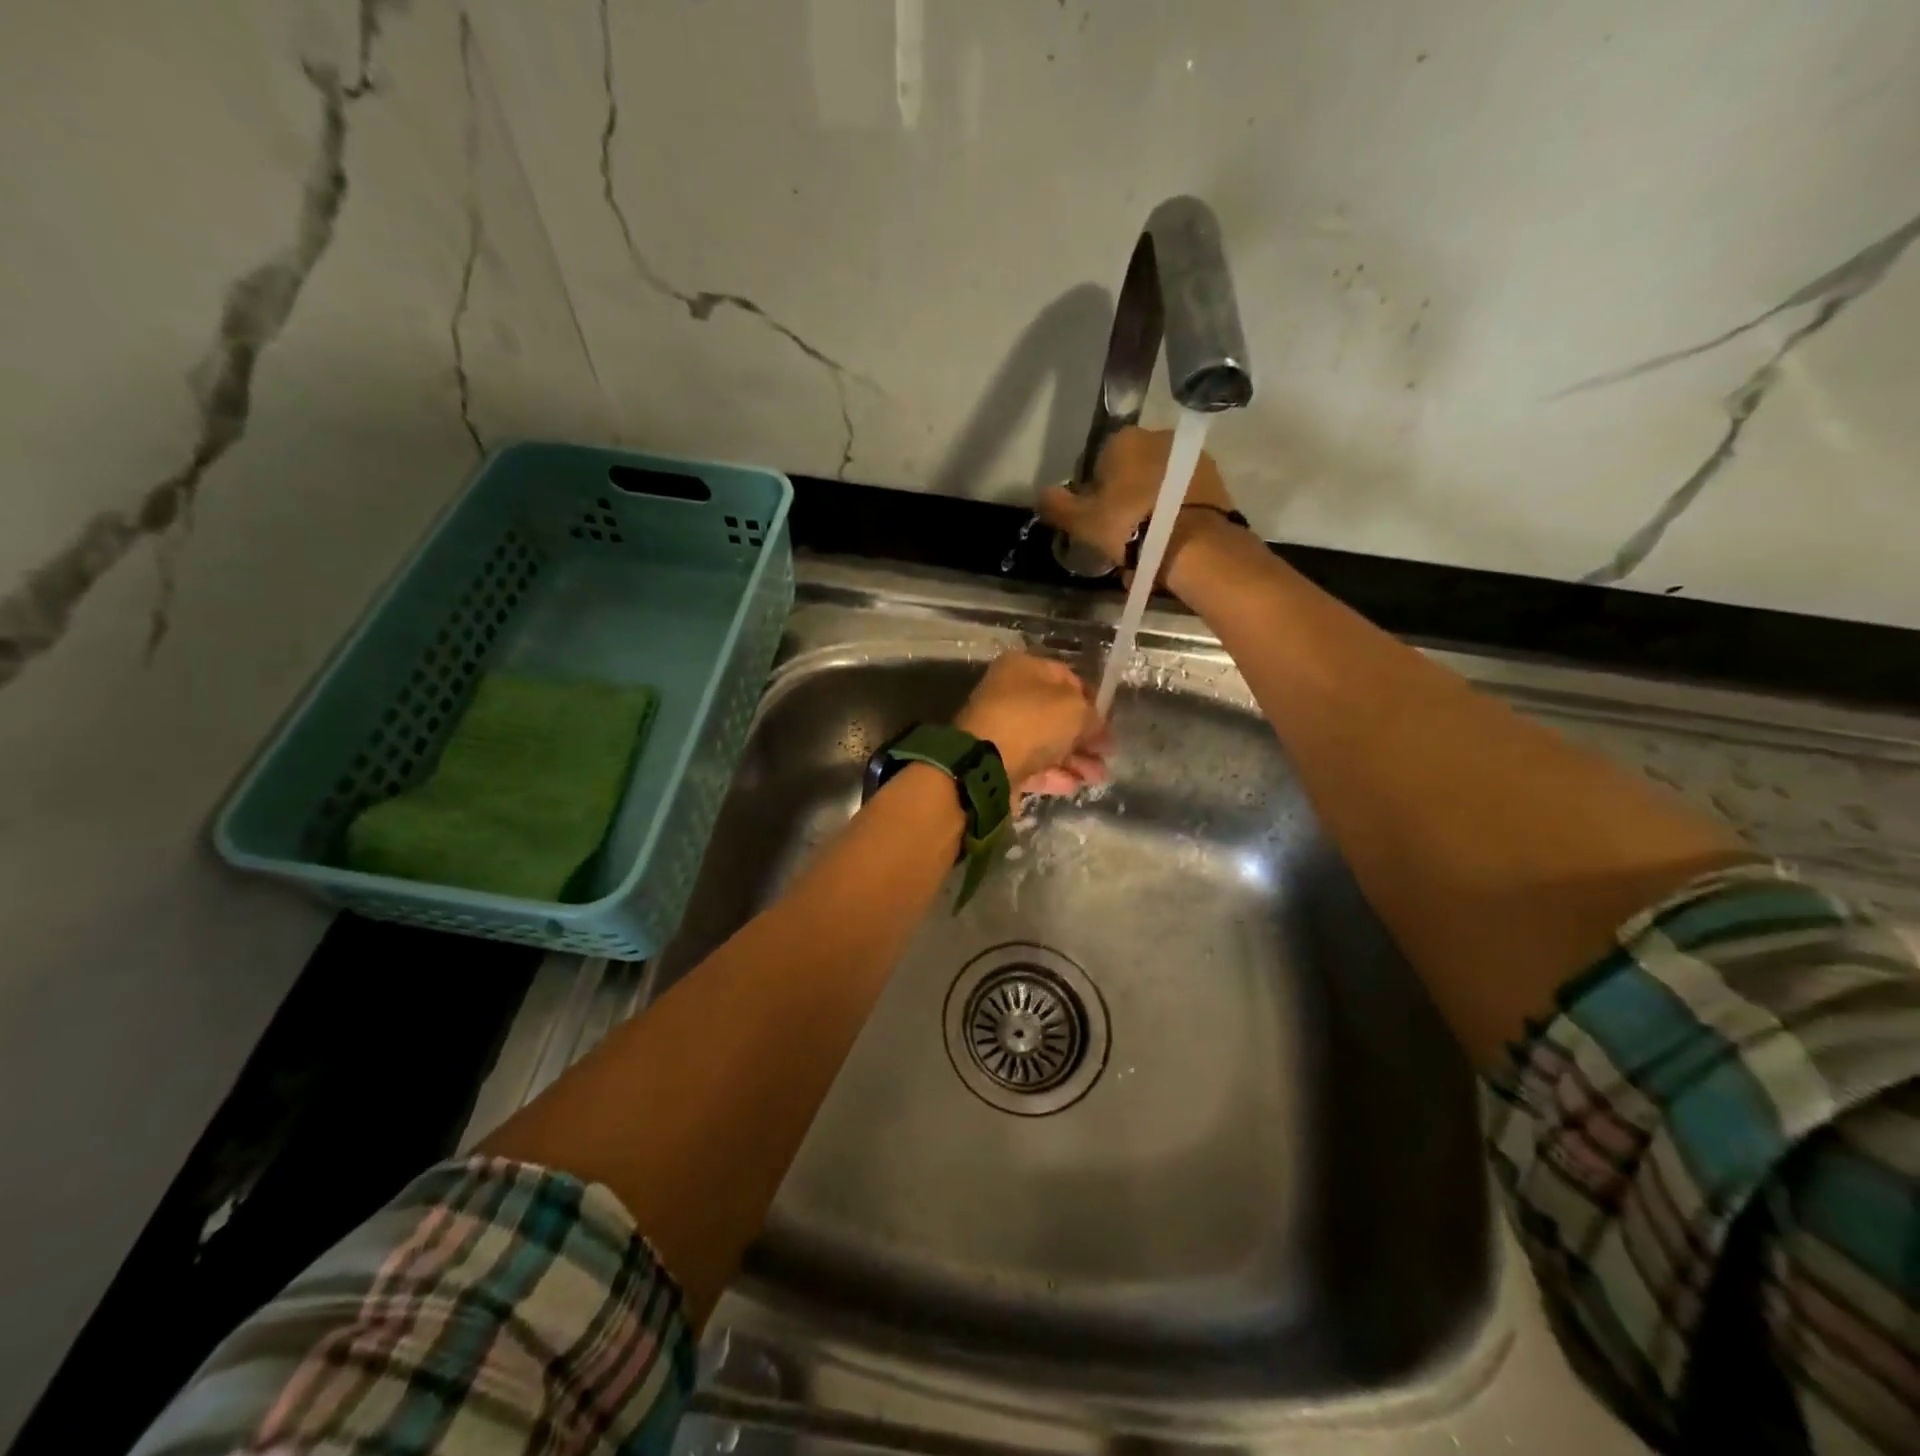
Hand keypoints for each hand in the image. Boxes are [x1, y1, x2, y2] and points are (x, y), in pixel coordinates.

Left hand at [955, 652, 1112, 800]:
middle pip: (1055, 714)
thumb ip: (1092, 715)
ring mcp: (1000, 730)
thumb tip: (1096, 726)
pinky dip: (1053, 775)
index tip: (1109, 721)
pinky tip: (1073, 785)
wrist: (984, 763)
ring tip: (1098, 777)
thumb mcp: (1075, 710)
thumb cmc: (1032, 721)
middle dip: (1085, 736)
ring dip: (1075, 759)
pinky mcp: (996, 761)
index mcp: (1022, 668)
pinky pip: (1031, 765)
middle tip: (1108, 753)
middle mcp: (1008, 695)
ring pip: (1045, 743)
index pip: (1066, 677)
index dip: (1091, 699)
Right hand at [1036, 426, 1240, 576]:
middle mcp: (1160, 437)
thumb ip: (1058, 505)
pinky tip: (1168, 543)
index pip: (1098, 463)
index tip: (1095, 520)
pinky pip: (1183, 499)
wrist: (1195, 546)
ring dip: (1150, 508)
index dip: (1093, 493)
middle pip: (1131, 473)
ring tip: (1146, 545)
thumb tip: (1042, 494)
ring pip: (1158, 486)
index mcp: (1124, 439)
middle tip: (1120, 535)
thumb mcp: (1082, 521)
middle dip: (1125, 499)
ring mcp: (1193, 458)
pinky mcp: (1216, 483)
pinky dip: (1174, 516)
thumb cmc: (1129, 526)